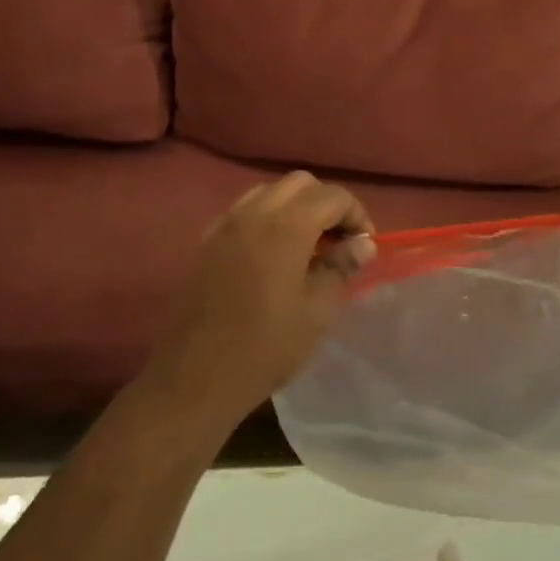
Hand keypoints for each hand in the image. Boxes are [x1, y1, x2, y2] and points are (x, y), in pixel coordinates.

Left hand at [148, 171, 374, 427]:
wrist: (196, 376)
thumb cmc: (266, 347)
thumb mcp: (317, 311)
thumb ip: (341, 267)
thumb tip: (362, 243)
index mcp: (285, 226)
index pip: (332, 195)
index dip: (356, 214)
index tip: (363, 246)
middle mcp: (253, 212)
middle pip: (300, 183)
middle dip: (326, 204)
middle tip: (338, 241)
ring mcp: (225, 224)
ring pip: (270, 192)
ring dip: (295, 207)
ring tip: (307, 246)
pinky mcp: (207, 241)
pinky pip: (244, 211)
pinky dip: (267, 218)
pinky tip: (272, 256)